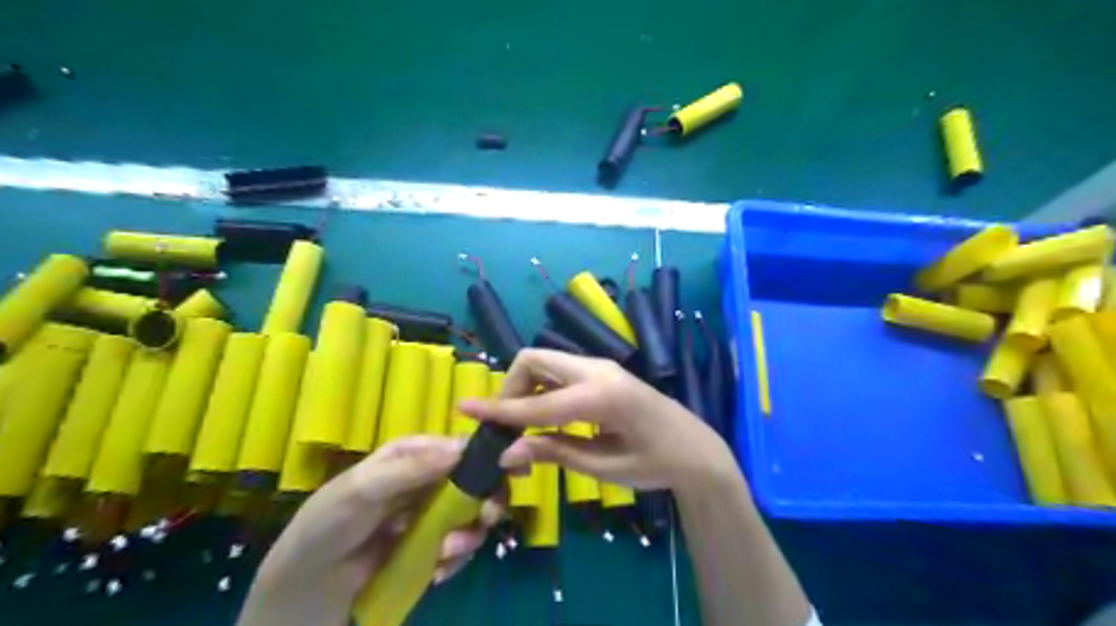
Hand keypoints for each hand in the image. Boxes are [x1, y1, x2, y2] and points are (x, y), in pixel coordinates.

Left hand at [240, 439, 500, 625]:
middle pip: (476, 480)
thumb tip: (460, 448)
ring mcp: (432, 515)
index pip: (460, 447)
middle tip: (488, 518)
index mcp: (414, 456)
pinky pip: (459, 547)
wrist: (306, 588)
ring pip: (473, 515)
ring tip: (447, 553)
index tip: (514, 468)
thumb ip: (410, 469)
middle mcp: (429, 480)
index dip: (489, 454)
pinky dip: (455, 558)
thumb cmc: (328, 525)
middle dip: (487, 499)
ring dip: (469, 534)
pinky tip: (436, 570)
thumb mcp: (363, 489)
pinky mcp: (431, 547)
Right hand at [458, 348, 737, 494]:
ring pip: (544, 360)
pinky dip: (541, 385)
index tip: (463, 410)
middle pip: (533, 359)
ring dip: (525, 385)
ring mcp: (601, 365)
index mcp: (600, 398)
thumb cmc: (655, 464)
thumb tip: (507, 453)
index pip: (535, 403)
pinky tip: (545, 413)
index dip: (497, 410)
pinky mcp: (602, 370)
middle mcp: (597, 370)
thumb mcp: (603, 467)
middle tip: (506, 425)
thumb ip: (554, 453)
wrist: (695, 448)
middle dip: (510, 388)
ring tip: (524, 423)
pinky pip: (559, 368)